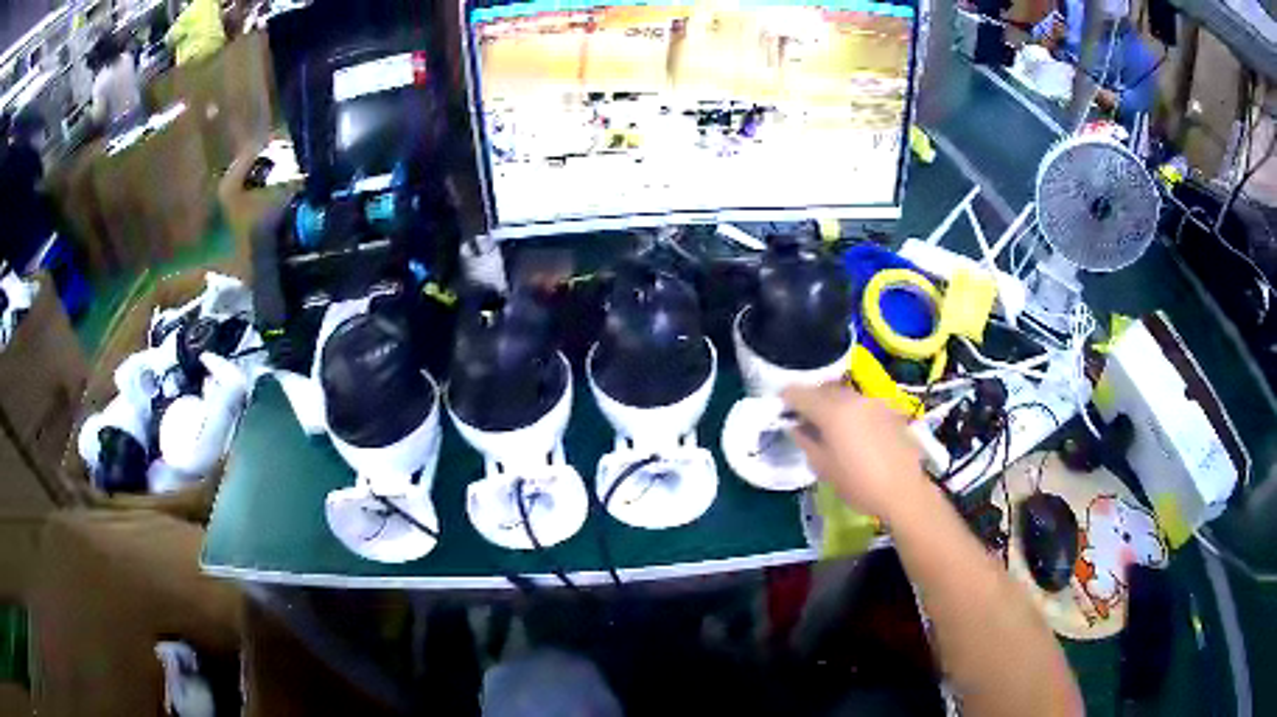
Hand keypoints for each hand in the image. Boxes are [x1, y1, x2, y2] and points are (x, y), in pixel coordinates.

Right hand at [782, 384, 927, 523]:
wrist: (904, 491)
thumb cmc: (859, 484)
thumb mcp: (823, 467)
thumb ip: (805, 441)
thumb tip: (795, 426)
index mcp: (832, 411)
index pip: (799, 393)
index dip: (786, 399)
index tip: (781, 411)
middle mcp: (853, 398)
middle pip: (823, 389)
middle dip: (810, 400)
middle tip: (803, 419)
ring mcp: (873, 401)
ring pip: (844, 394)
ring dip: (831, 404)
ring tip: (829, 426)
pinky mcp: (889, 409)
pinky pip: (861, 404)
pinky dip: (851, 411)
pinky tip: (854, 432)